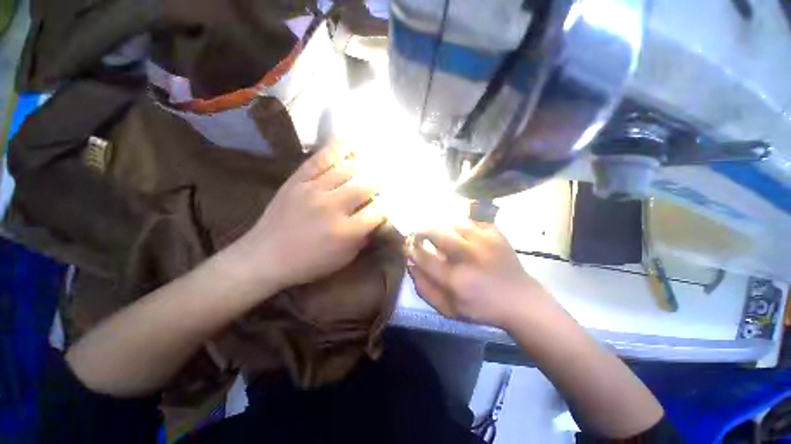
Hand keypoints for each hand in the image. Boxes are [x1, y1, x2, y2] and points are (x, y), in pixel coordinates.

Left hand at [231, 143, 384, 291]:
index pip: (376, 212)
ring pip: (347, 170)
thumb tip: (375, 221)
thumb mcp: (343, 259)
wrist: (265, 256)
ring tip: (372, 165)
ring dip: (364, 167)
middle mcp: (332, 207)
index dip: (386, 208)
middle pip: (366, 186)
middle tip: (382, 184)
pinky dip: (338, 149)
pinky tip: (350, 145)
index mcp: (345, 231)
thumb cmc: (308, 262)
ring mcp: (313, 190)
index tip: (387, 206)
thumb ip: (363, 239)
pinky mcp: (297, 180)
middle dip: (379, 184)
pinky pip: (320, 159)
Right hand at [406, 220, 553, 329]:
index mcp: (455, 279)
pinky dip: (463, 225)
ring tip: (442, 234)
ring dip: (443, 227)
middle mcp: (468, 257)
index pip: (424, 257)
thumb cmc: (481, 308)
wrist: (520, 300)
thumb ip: (425, 289)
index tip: (408, 246)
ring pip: (453, 223)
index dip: (411, 250)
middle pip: (437, 233)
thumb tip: (410, 265)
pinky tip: (463, 234)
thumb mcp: (449, 309)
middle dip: (423, 231)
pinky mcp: (496, 234)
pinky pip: (472, 220)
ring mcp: (484, 242)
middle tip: (420, 234)